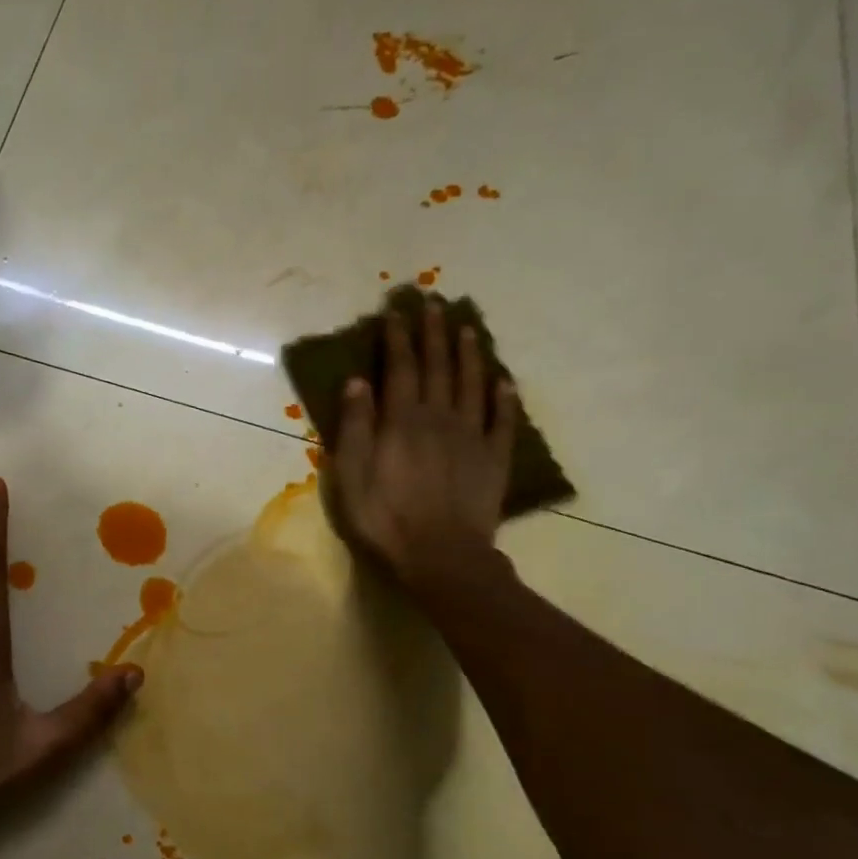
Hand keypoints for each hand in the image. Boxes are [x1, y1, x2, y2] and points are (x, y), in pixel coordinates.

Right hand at [327, 298, 518, 594]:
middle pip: (438, 367)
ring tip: (468, 328)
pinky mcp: (494, 458)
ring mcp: (472, 436)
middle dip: (433, 334)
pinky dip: (504, 398)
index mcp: (402, 421)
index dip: (397, 339)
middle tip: (434, 303)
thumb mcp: (353, 476)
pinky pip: (502, 420)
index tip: (396, 312)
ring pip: (472, 384)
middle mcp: (439, 418)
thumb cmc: (385, 519)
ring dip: (469, 354)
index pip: (400, 369)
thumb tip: (358, 382)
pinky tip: (504, 381)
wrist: (441, 555)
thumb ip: (355, 427)